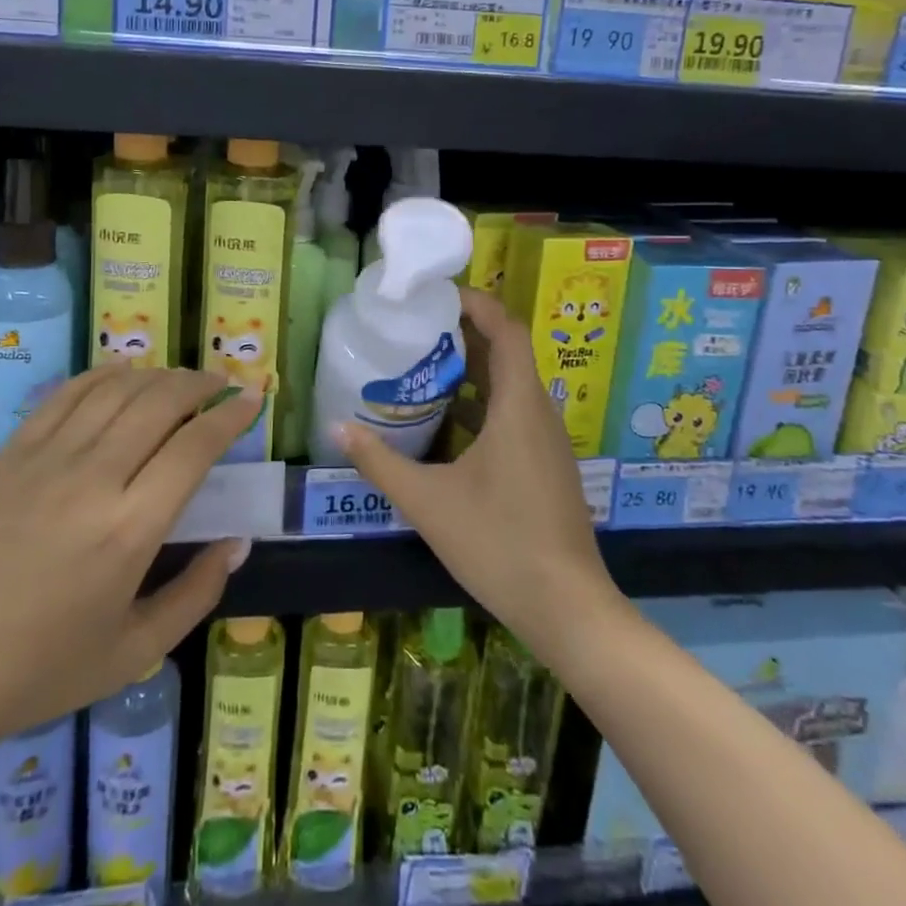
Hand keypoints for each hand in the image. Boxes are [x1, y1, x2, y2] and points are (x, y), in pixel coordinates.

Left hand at [0, 367, 258, 769]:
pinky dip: (102, 375)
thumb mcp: (133, 652)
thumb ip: (196, 594)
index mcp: (129, 529)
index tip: (251, 398)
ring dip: (157, 375)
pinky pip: (66, 395)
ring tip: (180, 380)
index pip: (194, 447)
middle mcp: (93, 479)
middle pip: (159, 403)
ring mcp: (46, 459)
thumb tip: (236, 542)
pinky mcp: (11, 455)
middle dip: (199, 384)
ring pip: (116, 390)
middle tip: (221, 383)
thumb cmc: (38, 672)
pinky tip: (122, 374)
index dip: (230, 415)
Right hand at [336, 289, 616, 666]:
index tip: (436, 295)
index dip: (476, 303)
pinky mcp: (545, 466)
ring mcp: (546, 442)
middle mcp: (538, 413)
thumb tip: (336, 428)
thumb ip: (380, 462)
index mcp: (518, 406)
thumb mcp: (428, 502)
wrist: (568, 610)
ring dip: (470, 371)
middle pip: (506, 353)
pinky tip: (445, 427)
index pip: (506, 329)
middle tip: (415, 330)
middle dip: (463, 335)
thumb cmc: (499, 543)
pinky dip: (480, 406)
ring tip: (421, 368)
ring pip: (509, 386)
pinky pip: (513, 415)